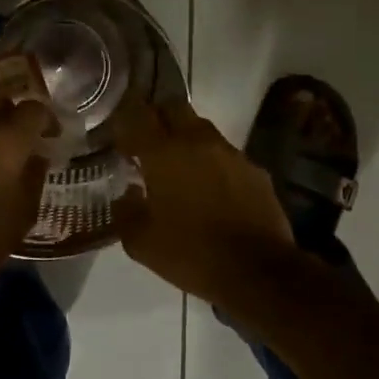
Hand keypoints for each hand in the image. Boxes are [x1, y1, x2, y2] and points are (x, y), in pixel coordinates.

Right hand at [111, 98, 296, 303]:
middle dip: (158, 117)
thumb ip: (126, 211)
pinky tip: (211, 189)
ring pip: (201, 128)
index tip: (119, 133)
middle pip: (173, 107)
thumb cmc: (192, 254)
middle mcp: (197, 141)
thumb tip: (127, 194)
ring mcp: (230, 153)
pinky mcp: (254, 169)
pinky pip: (226, 154)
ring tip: (180, 167)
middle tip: (148, 142)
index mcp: (163, 153)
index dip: (125, 117)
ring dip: (186, 139)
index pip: (138, 113)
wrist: (258, 271)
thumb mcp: (141, 243)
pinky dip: (213, 163)